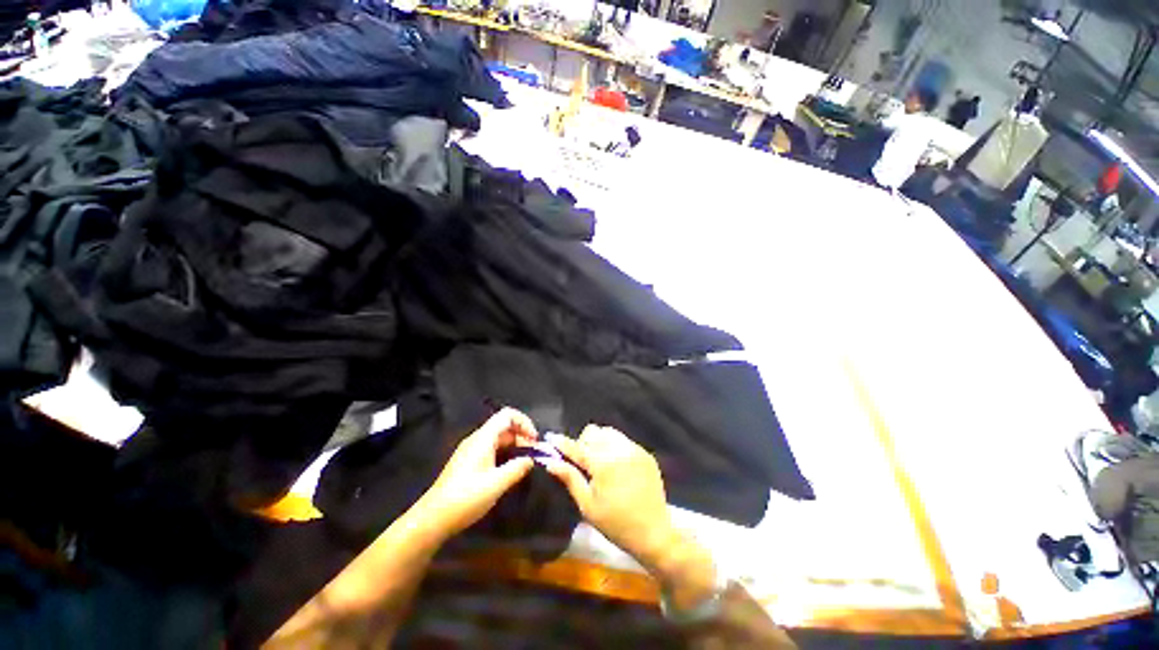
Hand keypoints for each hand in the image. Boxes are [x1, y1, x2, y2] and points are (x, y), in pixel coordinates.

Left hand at [414, 408, 537, 541]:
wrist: (432, 519)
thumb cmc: (466, 498)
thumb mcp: (496, 483)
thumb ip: (517, 468)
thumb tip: (531, 459)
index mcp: (483, 438)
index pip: (507, 415)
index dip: (524, 422)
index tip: (535, 440)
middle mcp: (477, 439)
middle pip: (504, 425)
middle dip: (522, 435)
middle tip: (533, 454)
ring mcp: (471, 450)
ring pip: (498, 438)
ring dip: (514, 445)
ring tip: (525, 462)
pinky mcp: (468, 462)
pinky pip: (491, 448)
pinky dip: (505, 453)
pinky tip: (509, 469)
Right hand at [541, 426, 675, 570]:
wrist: (654, 533)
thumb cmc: (615, 523)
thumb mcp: (587, 505)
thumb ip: (570, 478)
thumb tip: (550, 461)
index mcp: (603, 463)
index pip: (577, 446)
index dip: (563, 443)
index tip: (551, 438)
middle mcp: (619, 449)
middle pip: (593, 432)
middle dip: (583, 443)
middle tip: (582, 462)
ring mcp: (634, 449)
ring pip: (608, 432)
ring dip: (599, 441)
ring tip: (599, 462)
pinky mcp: (645, 453)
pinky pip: (623, 440)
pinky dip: (614, 446)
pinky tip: (616, 465)